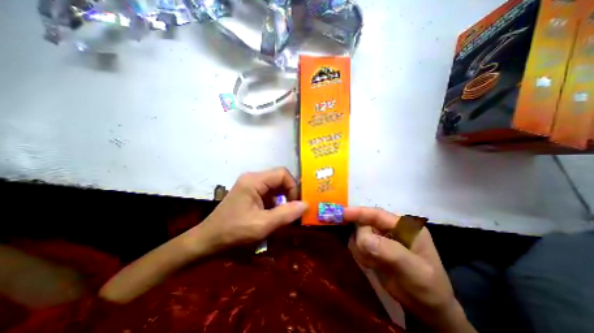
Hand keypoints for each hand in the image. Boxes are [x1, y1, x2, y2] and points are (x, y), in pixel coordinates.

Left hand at [194, 167, 308, 252]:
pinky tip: (274, 215)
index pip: (282, 174)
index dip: (293, 187)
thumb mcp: (262, 225)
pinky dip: (276, 203)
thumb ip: (286, 214)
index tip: (295, 205)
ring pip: (275, 187)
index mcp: (254, 180)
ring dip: (283, 199)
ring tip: (284, 215)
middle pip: (279, 179)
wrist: (207, 241)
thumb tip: (306, 204)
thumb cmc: (233, 232)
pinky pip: (269, 193)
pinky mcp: (249, 193)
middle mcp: (253, 178)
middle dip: (289, 194)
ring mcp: (250, 185)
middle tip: (293, 211)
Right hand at [347, 208, 476, 332]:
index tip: (341, 214)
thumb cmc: (427, 287)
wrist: (428, 309)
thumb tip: (362, 238)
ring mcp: (381, 237)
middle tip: (367, 258)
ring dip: (361, 249)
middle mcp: (390, 228)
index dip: (358, 212)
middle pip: (364, 223)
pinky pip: (358, 245)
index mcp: (404, 225)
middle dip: (361, 239)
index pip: (376, 214)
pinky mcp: (374, 247)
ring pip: (358, 234)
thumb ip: (389, 251)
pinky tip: (371, 265)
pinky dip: (360, 255)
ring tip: (373, 264)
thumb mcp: (414, 270)